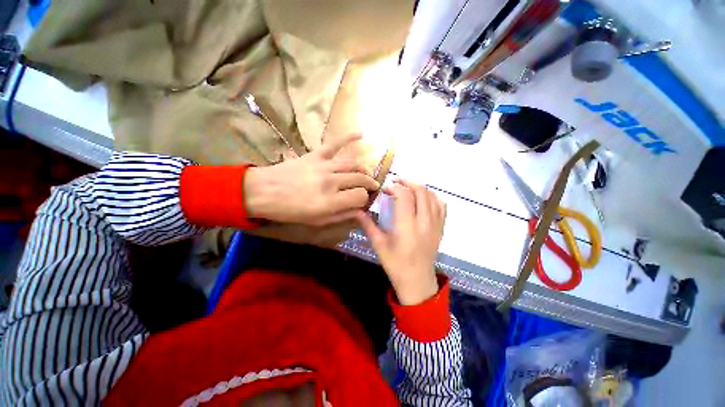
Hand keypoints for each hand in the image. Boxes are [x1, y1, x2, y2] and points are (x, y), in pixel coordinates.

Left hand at [244, 134, 378, 225]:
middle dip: (370, 184)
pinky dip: (348, 137)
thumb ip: (341, 216)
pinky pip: (335, 143)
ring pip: (353, 164)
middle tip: (372, 187)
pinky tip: (361, 134)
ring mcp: (324, 166)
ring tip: (367, 174)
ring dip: (364, 169)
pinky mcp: (316, 155)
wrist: (264, 192)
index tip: (362, 201)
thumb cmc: (290, 211)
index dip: (365, 199)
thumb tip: (360, 211)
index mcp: (330, 201)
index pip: (360, 196)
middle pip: (360, 179)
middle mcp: (331, 182)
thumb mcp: (317, 221)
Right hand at [356, 180, 446, 305]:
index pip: (404, 196)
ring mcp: (435, 224)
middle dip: (407, 182)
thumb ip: (368, 225)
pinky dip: (432, 196)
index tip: (385, 188)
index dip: (394, 187)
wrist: (417, 281)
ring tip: (407, 188)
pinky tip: (423, 198)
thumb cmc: (395, 264)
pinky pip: (441, 205)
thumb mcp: (379, 245)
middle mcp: (424, 222)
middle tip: (395, 182)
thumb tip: (356, 210)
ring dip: (419, 187)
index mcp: (407, 227)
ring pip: (432, 196)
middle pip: (420, 191)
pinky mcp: (441, 228)